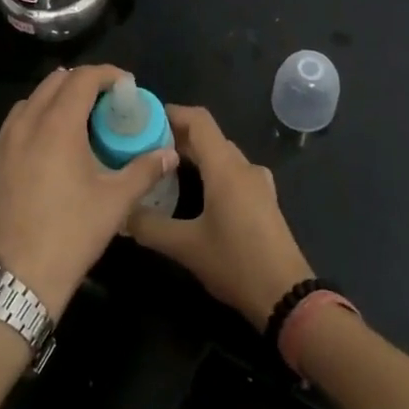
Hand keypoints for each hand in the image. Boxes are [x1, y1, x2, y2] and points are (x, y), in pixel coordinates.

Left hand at [0, 65, 176, 320]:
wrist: (15, 277)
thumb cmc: (70, 233)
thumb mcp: (116, 201)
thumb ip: (145, 170)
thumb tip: (170, 153)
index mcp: (58, 125)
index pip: (82, 78)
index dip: (107, 74)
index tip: (126, 86)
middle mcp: (28, 123)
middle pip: (55, 82)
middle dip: (84, 82)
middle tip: (108, 100)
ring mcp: (6, 141)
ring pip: (33, 99)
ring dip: (58, 96)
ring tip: (81, 117)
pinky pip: (18, 121)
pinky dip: (38, 115)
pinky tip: (53, 141)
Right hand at [127, 105, 312, 329]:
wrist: (287, 295)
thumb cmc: (236, 263)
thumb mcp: (186, 247)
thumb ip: (149, 226)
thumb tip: (122, 213)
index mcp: (225, 167)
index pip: (198, 120)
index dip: (172, 113)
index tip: (144, 119)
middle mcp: (243, 166)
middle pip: (209, 136)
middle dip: (177, 137)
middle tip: (144, 148)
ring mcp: (258, 182)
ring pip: (221, 155)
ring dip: (194, 155)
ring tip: (164, 169)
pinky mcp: (264, 200)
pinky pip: (233, 172)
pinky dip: (211, 171)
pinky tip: (195, 193)